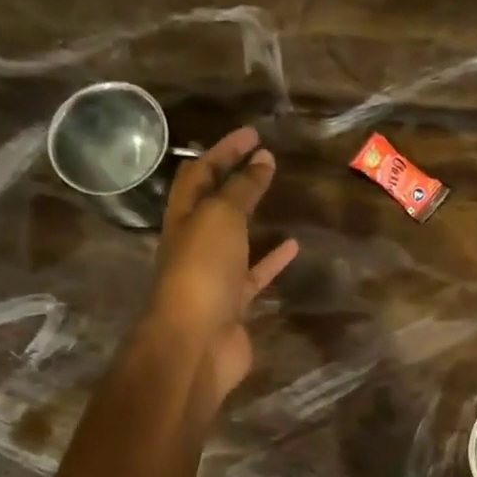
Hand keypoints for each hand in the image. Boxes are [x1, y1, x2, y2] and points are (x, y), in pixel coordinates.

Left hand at [147, 127, 298, 403]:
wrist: (195, 343)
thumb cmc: (202, 271)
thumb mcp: (221, 218)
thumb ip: (242, 189)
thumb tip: (261, 159)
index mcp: (183, 217)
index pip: (199, 173)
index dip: (223, 151)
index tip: (252, 133)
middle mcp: (194, 242)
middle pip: (214, 204)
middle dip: (235, 179)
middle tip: (264, 159)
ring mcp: (214, 275)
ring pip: (236, 238)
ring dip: (253, 217)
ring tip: (278, 196)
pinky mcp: (235, 304)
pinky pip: (256, 274)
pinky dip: (272, 259)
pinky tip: (293, 246)